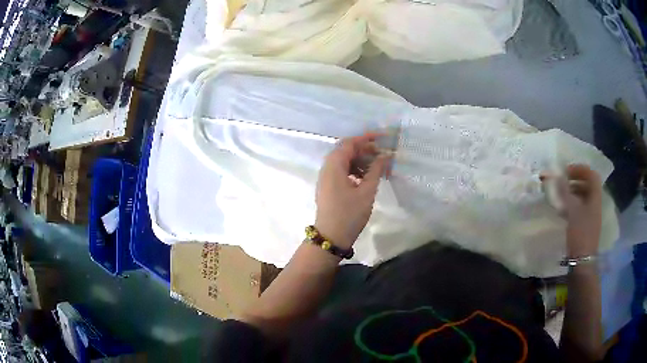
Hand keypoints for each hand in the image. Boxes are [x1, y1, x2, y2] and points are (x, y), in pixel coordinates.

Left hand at [315, 133, 389, 248]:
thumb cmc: (349, 214)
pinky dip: (354, 170)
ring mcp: (326, 178)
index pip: (350, 143)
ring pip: (344, 161)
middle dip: (364, 149)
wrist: (330, 237)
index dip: (367, 138)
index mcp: (334, 165)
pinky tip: (366, 178)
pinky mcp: (328, 186)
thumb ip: (376, 171)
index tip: (383, 137)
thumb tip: (385, 156)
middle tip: (382, 154)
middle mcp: (327, 168)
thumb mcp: (366, 192)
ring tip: (377, 167)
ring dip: (360, 160)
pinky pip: (341, 171)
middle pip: (346, 150)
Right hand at [558, 164, 602, 256]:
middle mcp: (595, 203)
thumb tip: (555, 175)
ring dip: (573, 191)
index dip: (580, 169)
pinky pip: (581, 207)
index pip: (591, 175)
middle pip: (588, 184)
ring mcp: (591, 215)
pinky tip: (563, 209)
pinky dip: (572, 204)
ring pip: (584, 196)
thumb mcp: (572, 212)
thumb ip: (564, 193)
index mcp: (595, 197)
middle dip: (576, 179)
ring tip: (561, 194)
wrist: (582, 261)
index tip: (567, 171)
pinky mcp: (586, 225)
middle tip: (563, 180)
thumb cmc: (580, 234)